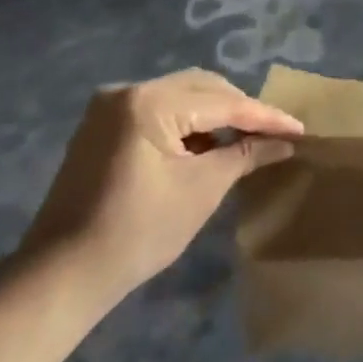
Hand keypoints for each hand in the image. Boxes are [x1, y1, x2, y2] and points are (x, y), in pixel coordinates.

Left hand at [17, 69, 303, 321]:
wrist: (62, 274)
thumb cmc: (138, 232)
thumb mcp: (202, 190)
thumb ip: (245, 156)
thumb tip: (286, 143)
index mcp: (149, 102)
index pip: (222, 102)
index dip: (264, 116)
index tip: (299, 128)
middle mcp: (127, 91)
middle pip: (201, 88)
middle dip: (240, 109)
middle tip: (275, 133)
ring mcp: (109, 107)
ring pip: (180, 96)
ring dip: (214, 115)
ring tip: (246, 140)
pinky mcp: (101, 126)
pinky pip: (157, 111)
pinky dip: (187, 124)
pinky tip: (206, 146)